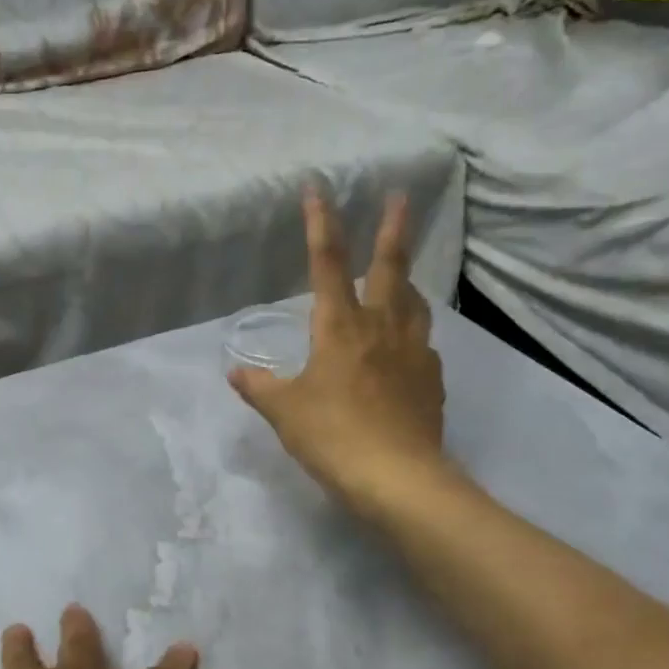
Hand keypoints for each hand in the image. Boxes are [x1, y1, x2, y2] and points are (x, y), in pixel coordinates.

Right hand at [229, 190, 449, 520]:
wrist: (398, 478)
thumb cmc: (332, 436)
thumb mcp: (284, 412)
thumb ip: (259, 387)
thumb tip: (236, 372)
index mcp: (340, 328)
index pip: (328, 264)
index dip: (321, 224)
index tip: (318, 189)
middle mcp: (381, 328)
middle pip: (391, 268)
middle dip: (394, 229)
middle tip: (402, 197)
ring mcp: (413, 352)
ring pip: (414, 302)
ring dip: (407, 280)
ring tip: (401, 276)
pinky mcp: (432, 380)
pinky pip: (422, 344)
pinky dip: (411, 334)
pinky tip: (405, 348)